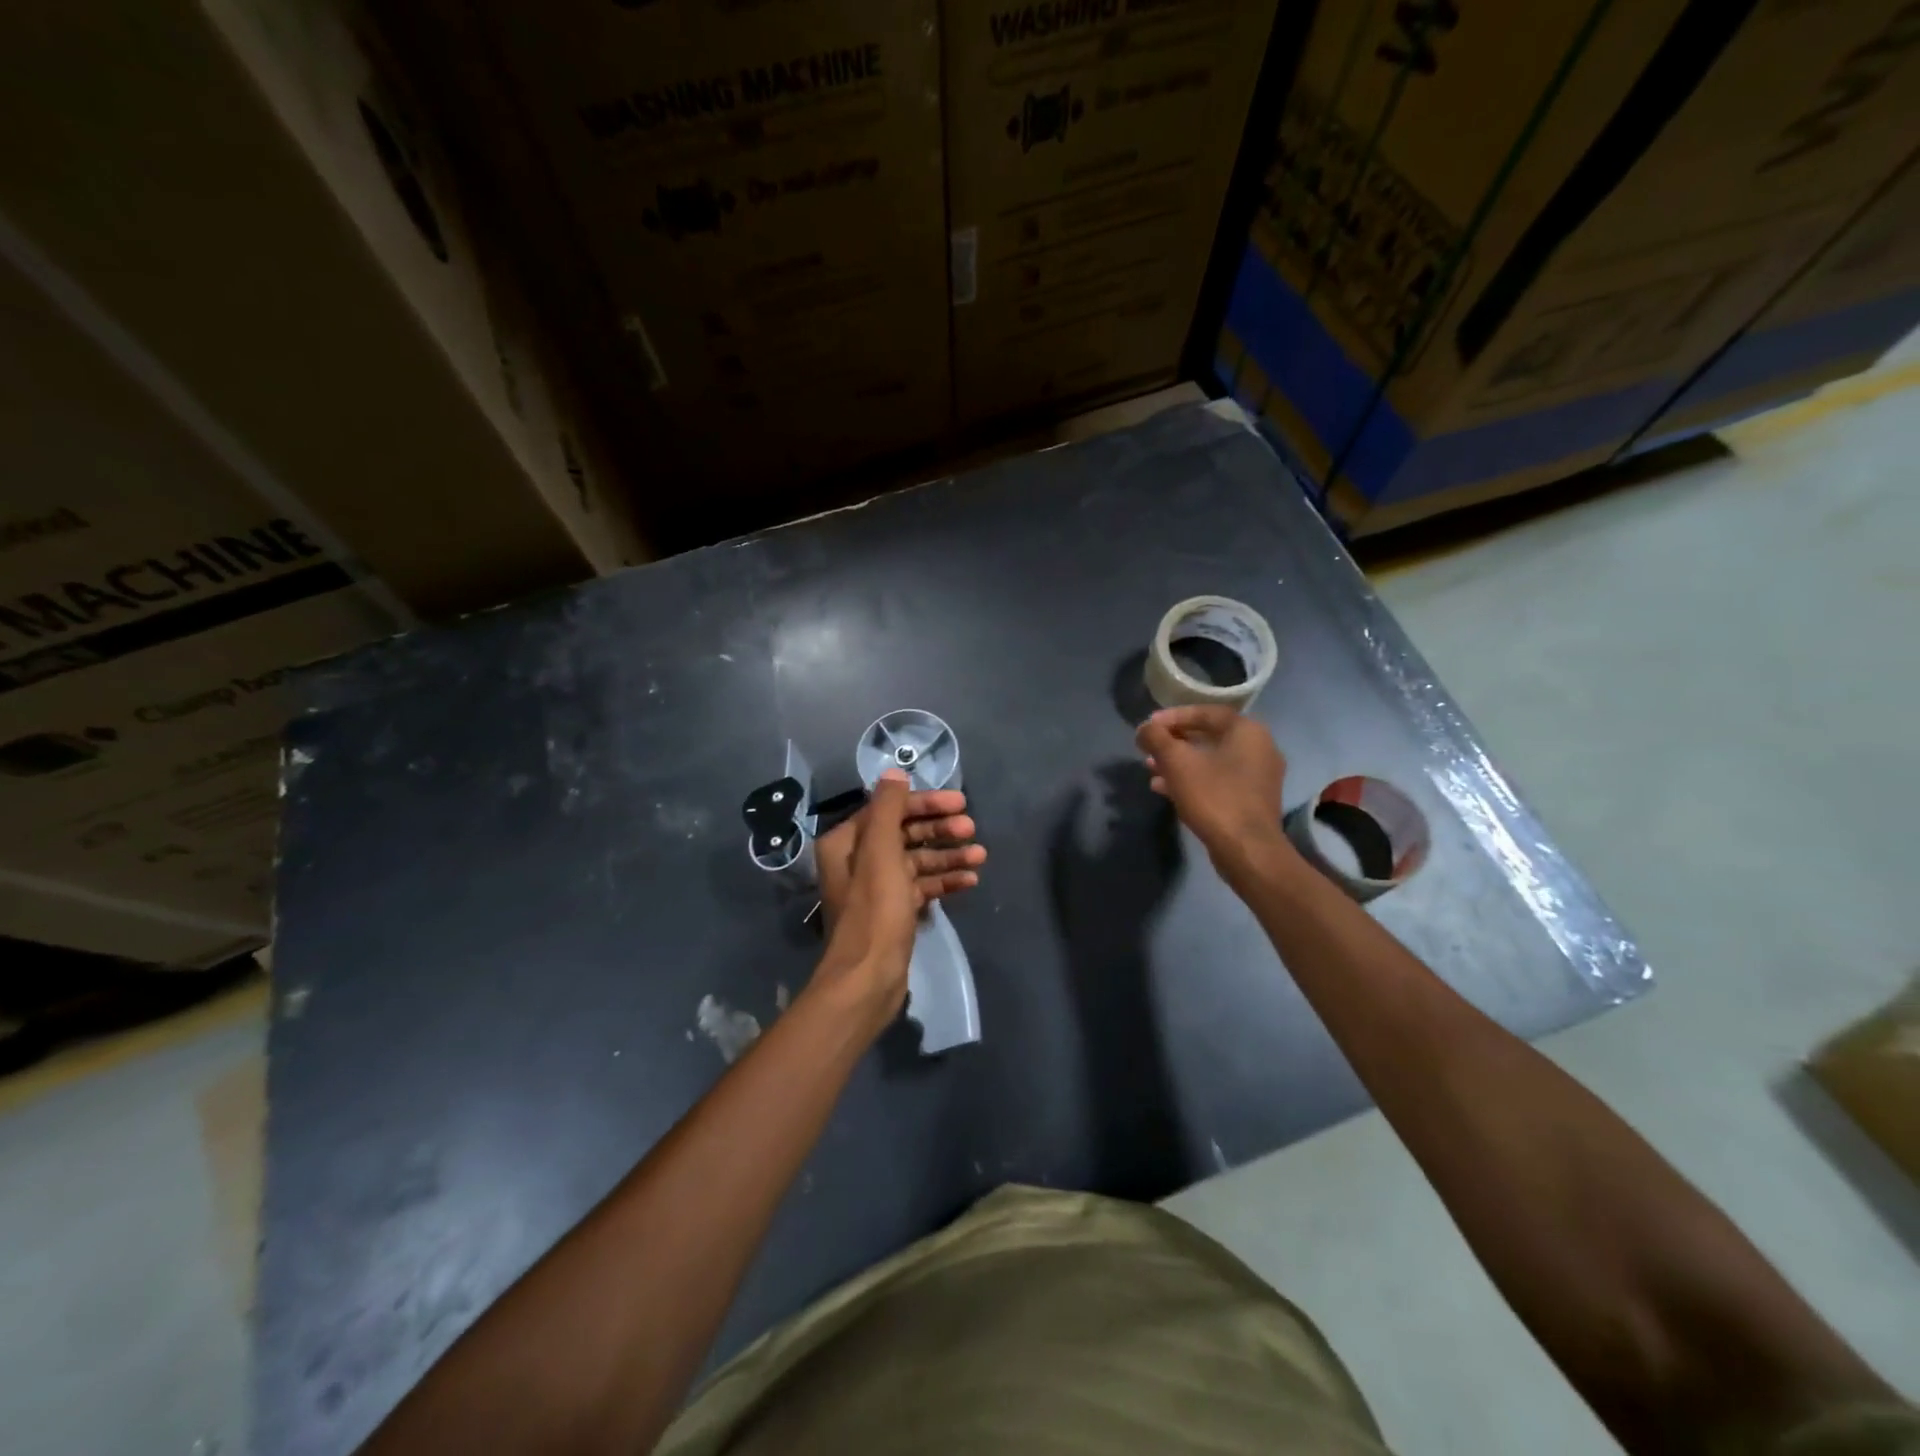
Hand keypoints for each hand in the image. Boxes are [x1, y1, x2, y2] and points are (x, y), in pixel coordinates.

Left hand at [811, 771, 984, 1025]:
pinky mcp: (893, 911)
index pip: (889, 809)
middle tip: (972, 830)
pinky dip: (944, 881)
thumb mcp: (881, 852)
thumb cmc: (875, 911)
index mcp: (847, 842)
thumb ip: (888, 809)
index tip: (959, 803)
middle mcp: (858, 860)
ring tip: (980, 856)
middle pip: (905, 833)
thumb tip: (894, 773)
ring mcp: (877, 887)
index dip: (925, 803)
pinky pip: (921, 886)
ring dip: (948, 856)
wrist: (868, 978)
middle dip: (939, 830)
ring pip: (917, 861)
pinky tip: (970, 881)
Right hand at [1135, 706, 1293, 879]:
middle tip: (1149, 747)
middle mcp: (1259, 748)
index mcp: (1247, 731)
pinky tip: (1164, 789)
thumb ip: (1156, 738)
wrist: (1247, 850)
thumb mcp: (1177, 762)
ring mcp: (1258, 777)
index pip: (1206, 712)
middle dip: (1174, 741)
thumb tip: (1144, 729)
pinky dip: (1193, 780)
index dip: (1173, 716)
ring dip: (1180, 762)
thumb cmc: (1213, 797)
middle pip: (1209, 736)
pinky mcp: (1251, 801)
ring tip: (1150, 768)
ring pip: (1211, 761)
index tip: (1149, 726)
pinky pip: (1218, 781)